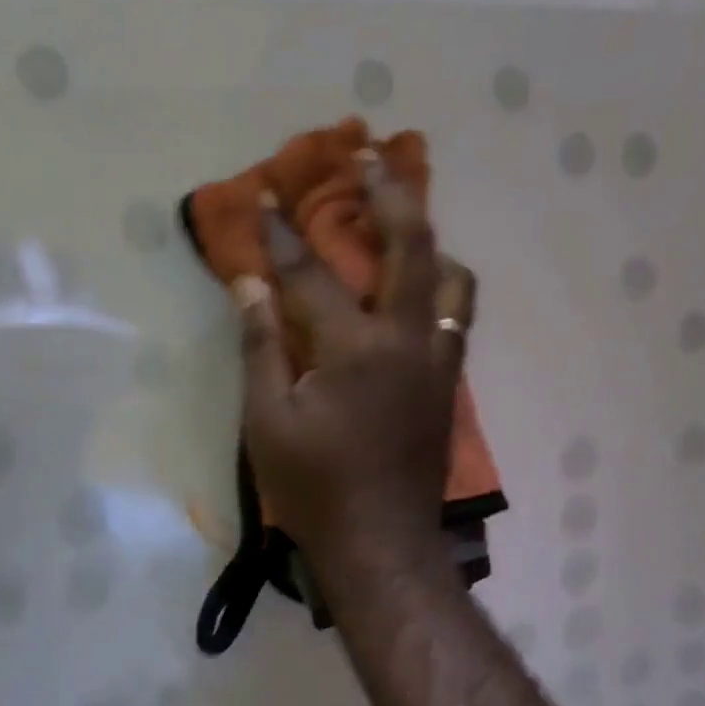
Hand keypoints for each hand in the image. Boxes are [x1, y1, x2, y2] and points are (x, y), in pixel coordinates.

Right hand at [236, 150, 475, 571]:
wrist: (381, 544)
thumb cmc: (314, 489)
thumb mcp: (267, 422)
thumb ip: (260, 348)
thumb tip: (249, 287)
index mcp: (354, 349)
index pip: (310, 275)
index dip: (280, 234)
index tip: (262, 198)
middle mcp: (408, 341)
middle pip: (413, 248)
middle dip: (391, 197)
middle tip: (373, 160)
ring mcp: (437, 363)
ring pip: (454, 282)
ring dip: (430, 245)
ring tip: (404, 231)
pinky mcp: (448, 386)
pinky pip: (455, 320)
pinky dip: (438, 290)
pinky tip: (414, 295)